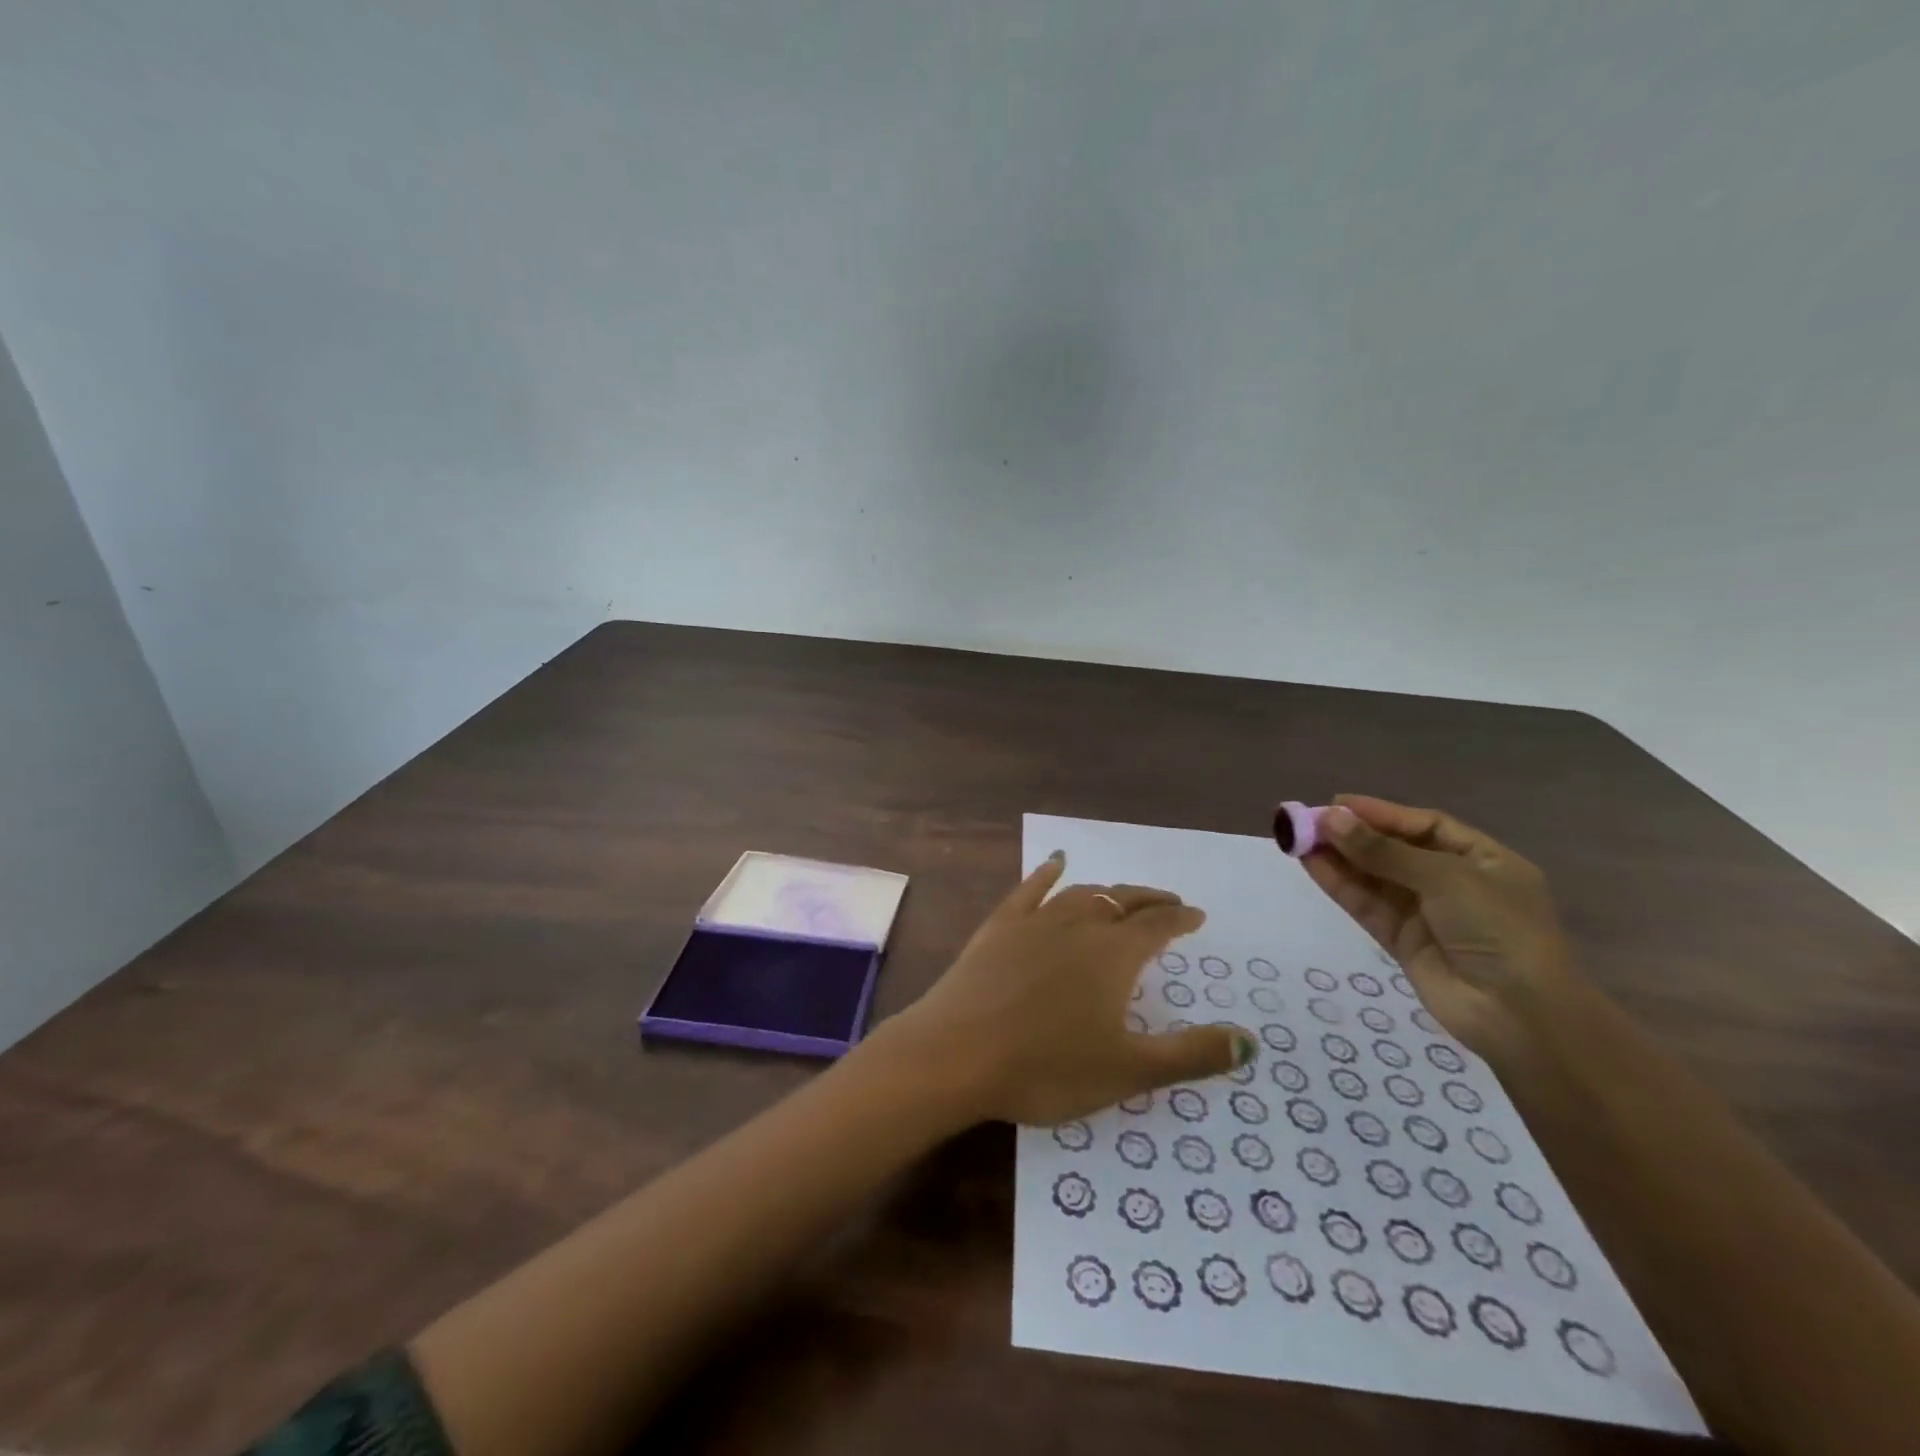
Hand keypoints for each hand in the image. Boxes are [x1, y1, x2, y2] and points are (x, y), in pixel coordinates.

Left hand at [885, 853, 1255, 1125]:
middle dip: (1149, 901)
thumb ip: (1191, 1054)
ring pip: (1081, 894)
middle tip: (1168, 903)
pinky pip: (1029, 889)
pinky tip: (1055, 861)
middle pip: (1121, 902)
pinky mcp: (998, 926)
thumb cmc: (1046, 1067)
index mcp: (1113, 955)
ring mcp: (1034, 921)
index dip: (1180, 919)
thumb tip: (1250, 1039)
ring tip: (1121, 895)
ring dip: (1107, 892)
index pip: (1158, 926)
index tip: (1195, 915)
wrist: (956, 1053)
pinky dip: (1047, 873)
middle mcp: (1078, 925)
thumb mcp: (1128, 1071)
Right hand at [1300, 795, 1582, 1062]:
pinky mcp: (1401, 940)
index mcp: (1482, 859)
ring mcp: (1425, 913)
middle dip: (1352, 834)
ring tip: (1297, 838)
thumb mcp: (1445, 878)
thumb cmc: (1499, 930)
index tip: (1335, 804)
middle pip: (1393, 849)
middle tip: (1306, 821)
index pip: (1423, 825)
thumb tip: (1329, 818)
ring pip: (1373, 877)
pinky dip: (1339, 884)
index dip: (1380, 813)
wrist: (1519, 1015)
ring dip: (1338, 857)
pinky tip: (1310, 864)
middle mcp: (1453, 882)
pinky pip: (1366, 904)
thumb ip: (1383, 850)